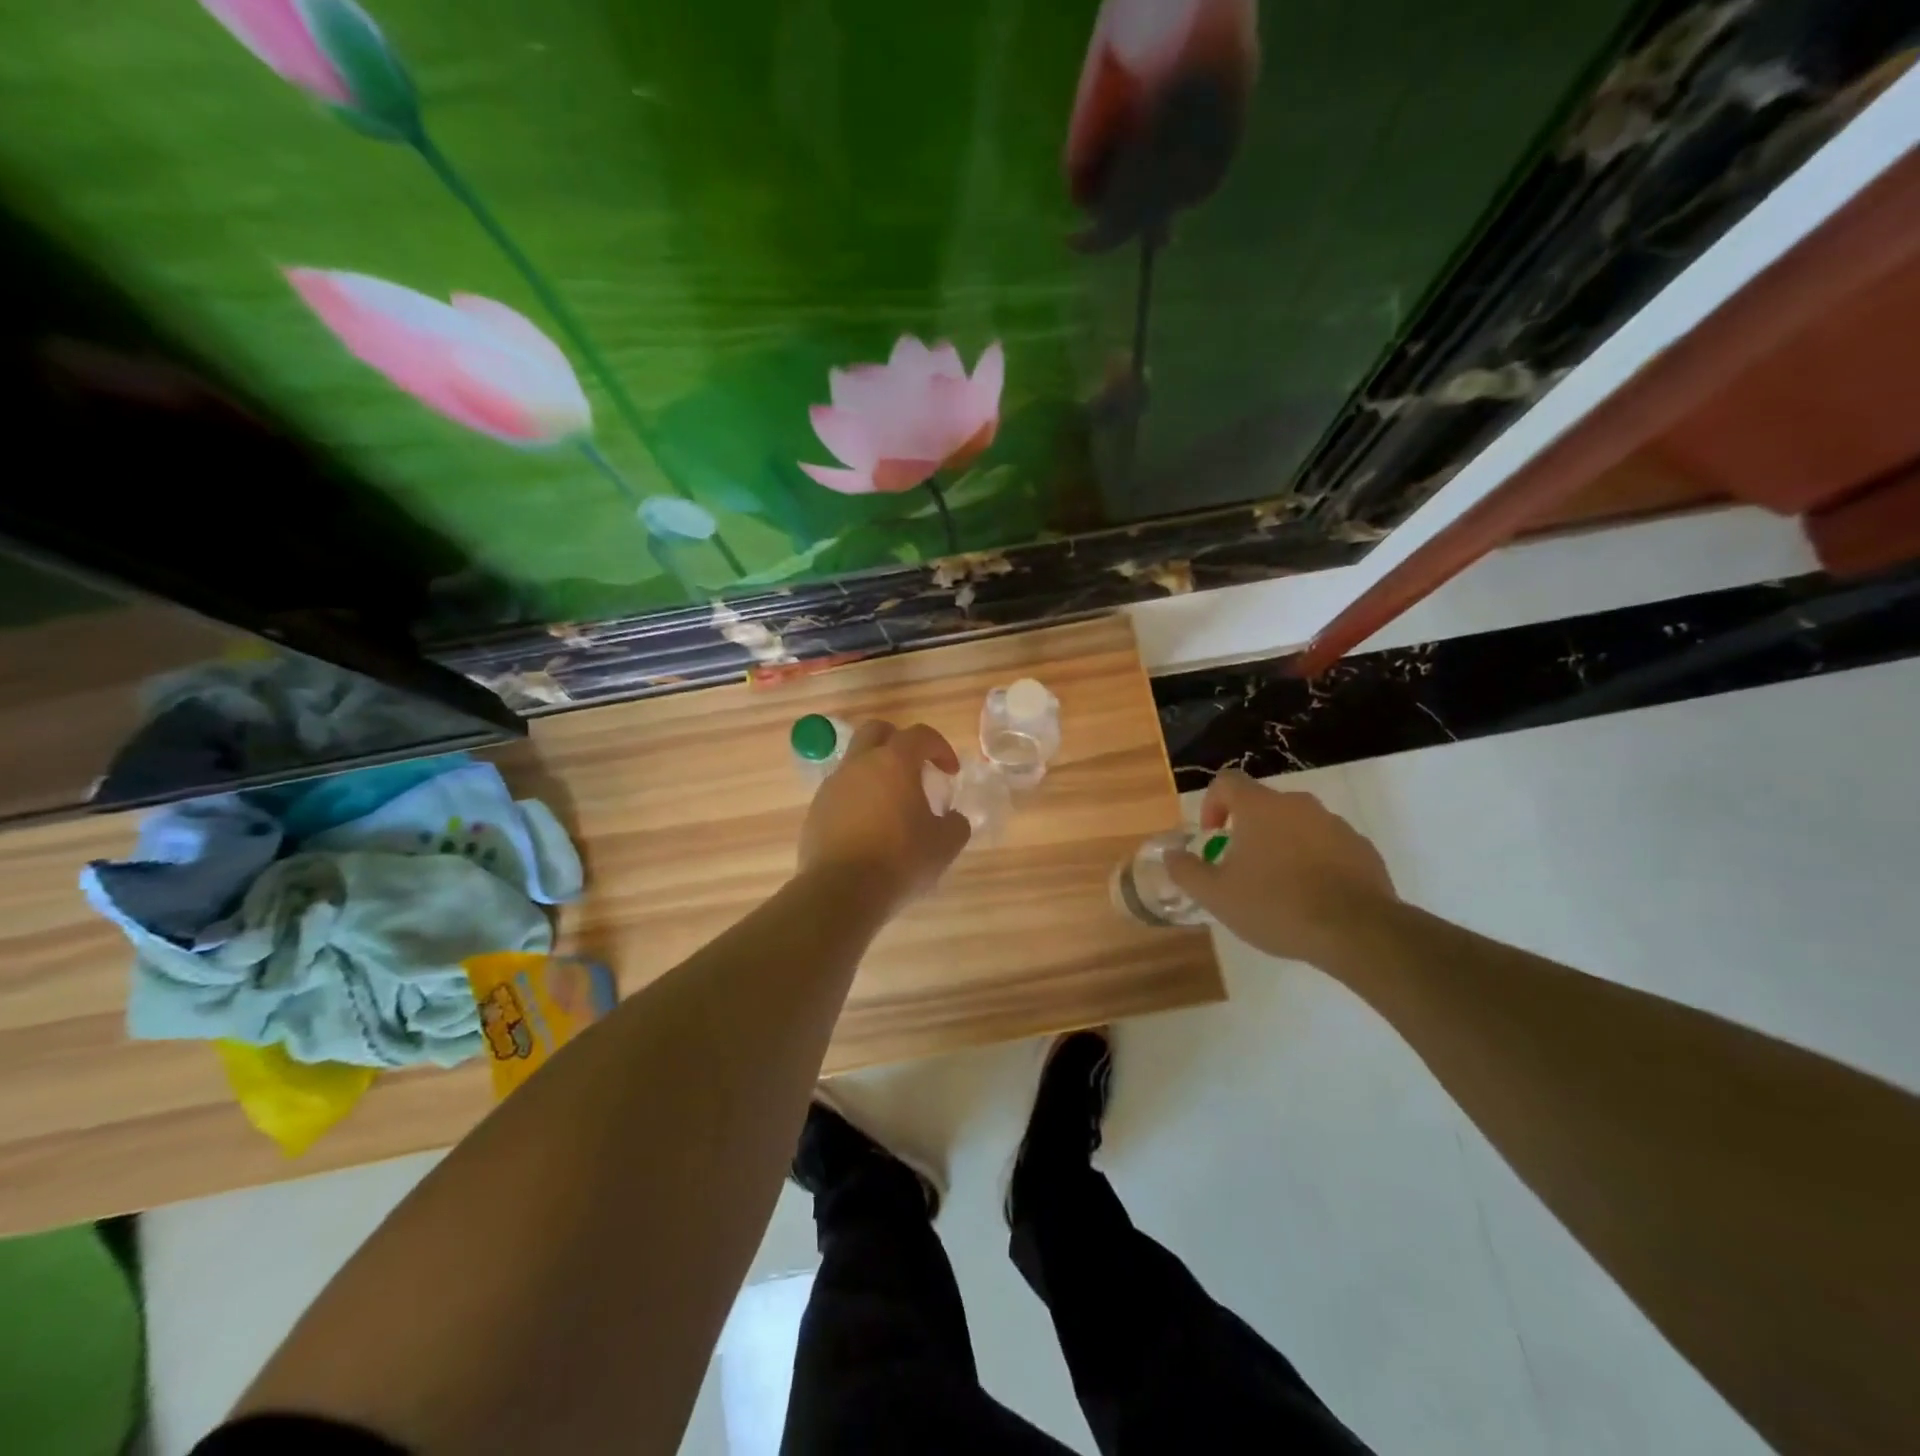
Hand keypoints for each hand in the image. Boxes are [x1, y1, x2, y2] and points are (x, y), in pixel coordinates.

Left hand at [798, 720, 971, 913]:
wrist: (840, 892)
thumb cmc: (899, 861)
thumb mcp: (945, 845)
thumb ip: (956, 824)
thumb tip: (953, 819)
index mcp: (894, 762)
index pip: (920, 735)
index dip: (940, 748)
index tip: (950, 772)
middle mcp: (859, 764)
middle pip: (877, 732)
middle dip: (899, 742)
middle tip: (915, 768)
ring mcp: (832, 786)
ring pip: (855, 762)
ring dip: (876, 773)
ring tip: (892, 805)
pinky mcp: (815, 811)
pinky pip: (841, 792)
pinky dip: (858, 799)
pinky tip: (869, 829)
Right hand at [1166, 769, 1396, 965]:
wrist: (1357, 931)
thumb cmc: (1276, 906)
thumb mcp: (1217, 895)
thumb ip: (1187, 870)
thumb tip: (1171, 854)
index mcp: (1260, 807)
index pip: (1227, 781)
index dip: (1212, 803)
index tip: (1213, 836)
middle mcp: (1298, 804)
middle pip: (1263, 805)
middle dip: (1248, 830)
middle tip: (1241, 868)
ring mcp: (1335, 824)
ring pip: (1297, 825)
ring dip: (1282, 845)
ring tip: (1278, 887)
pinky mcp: (1362, 848)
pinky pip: (1327, 845)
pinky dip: (1313, 861)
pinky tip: (1312, 896)